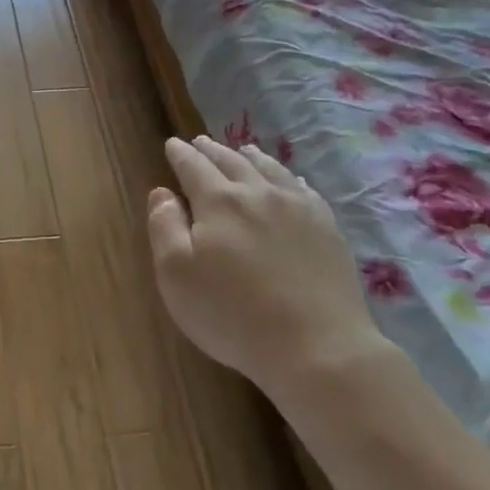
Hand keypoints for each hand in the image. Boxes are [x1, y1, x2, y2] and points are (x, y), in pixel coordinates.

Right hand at [147, 136, 387, 389]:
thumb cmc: (233, 314)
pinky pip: (303, 188)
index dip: (180, 154)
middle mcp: (258, 193)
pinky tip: (288, 179)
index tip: (171, 145)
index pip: (193, 167)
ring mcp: (298, 208)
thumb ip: (164, 227)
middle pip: (231, 162)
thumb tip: (162, 192)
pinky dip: (287, 176)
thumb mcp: (176, 275)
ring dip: (249, 156)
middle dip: (211, 150)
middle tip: (199, 142)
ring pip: (269, 169)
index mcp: (218, 201)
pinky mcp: (326, 228)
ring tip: (241, 150)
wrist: (317, 346)